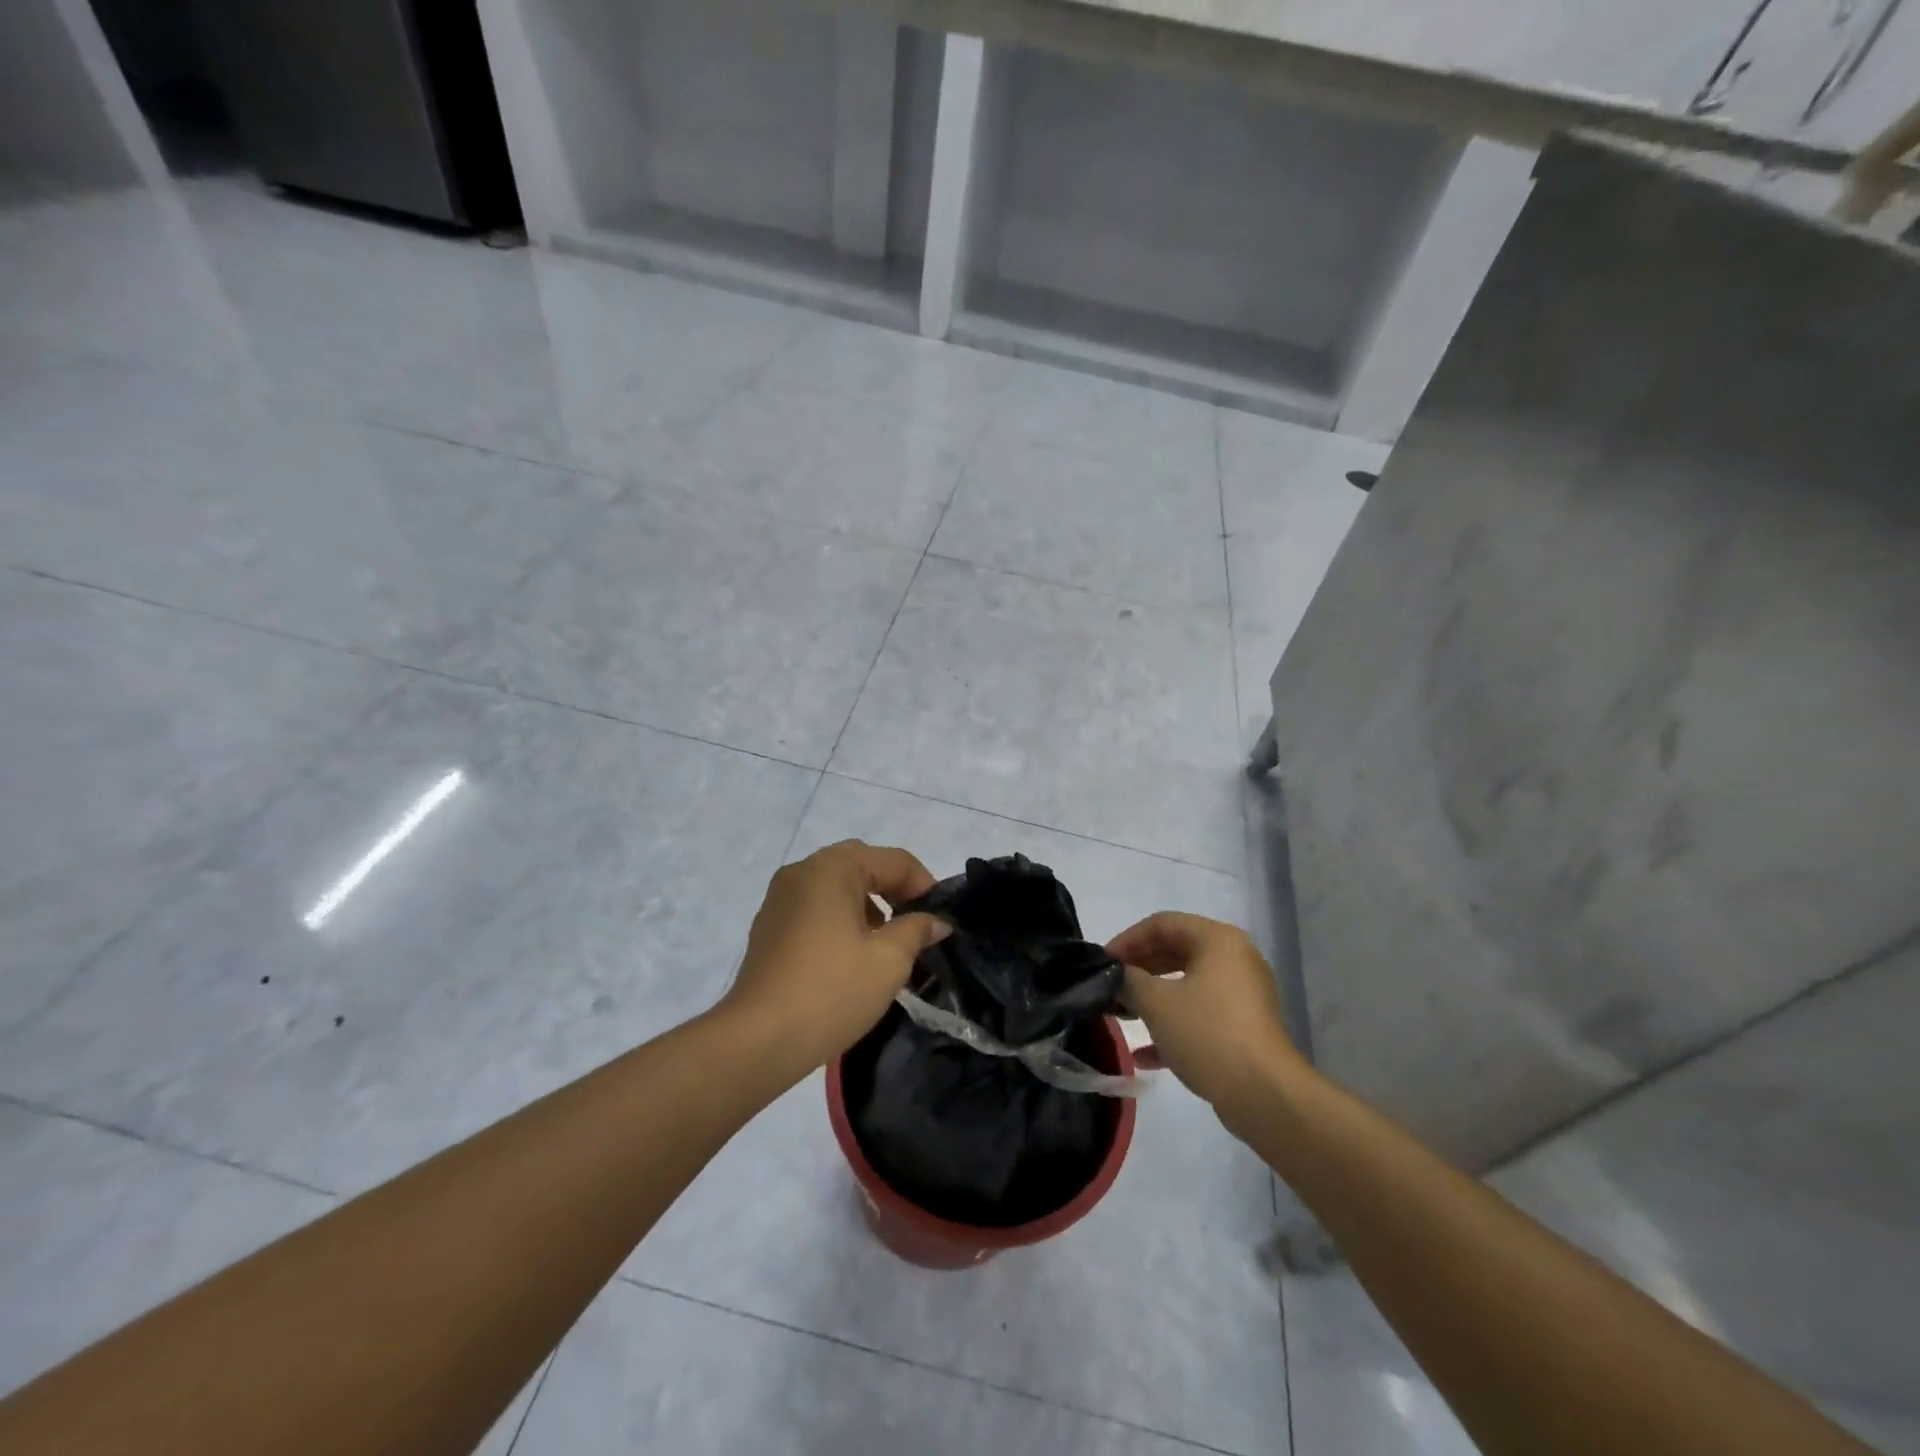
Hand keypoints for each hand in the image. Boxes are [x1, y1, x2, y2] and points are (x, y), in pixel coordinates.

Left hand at [722, 840, 949, 1074]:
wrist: (759, 1039)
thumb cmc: (832, 991)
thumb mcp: (889, 960)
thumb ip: (917, 930)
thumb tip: (936, 921)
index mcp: (832, 868)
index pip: (893, 860)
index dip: (924, 884)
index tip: (941, 918)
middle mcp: (803, 870)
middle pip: (862, 864)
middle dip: (894, 887)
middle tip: (916, 921)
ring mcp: (780, 897)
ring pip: (836, 884)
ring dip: (867, 901)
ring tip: (887, 940)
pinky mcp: (769, 924)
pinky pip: (815, 905)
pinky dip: (840, 915)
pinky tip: (851, 952)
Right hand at [1107, 913, 1306, 1127]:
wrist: (1266, 1096)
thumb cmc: (1208, 1034)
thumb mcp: (1157, 1003)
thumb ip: (1128, 980)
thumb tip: (1115, 975)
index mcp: (1217, 940)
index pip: (1162, 924)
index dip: (1127, 939)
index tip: (1103, 963)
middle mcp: (1234, 959)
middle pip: (1175, 951)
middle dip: (1138, 970)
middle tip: (1110, 987)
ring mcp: (1242, 994)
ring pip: (1186, 985)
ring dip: (1151, 998)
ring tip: (1120, 1015)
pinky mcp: (1243, 1027)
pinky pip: (1200, 1014)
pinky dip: (1172, 1025)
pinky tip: (1144, 1055)